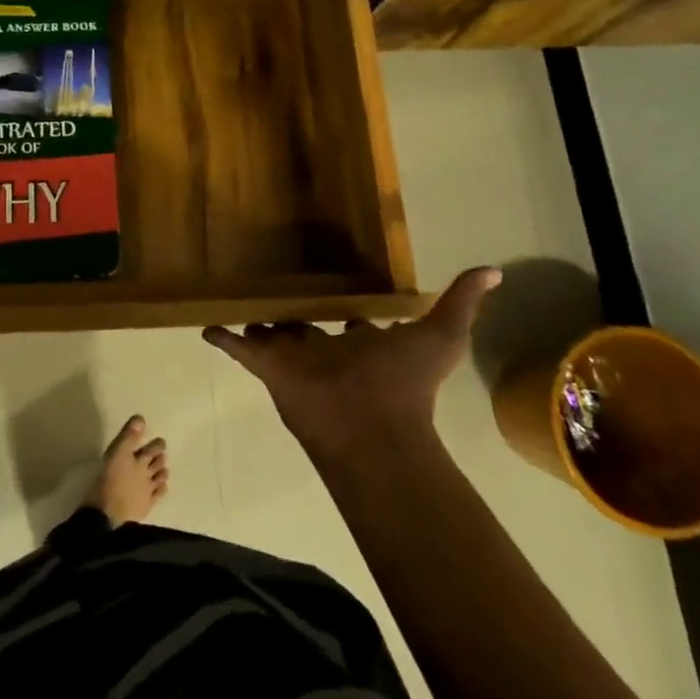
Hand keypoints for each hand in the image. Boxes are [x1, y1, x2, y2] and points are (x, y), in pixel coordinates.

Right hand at [204, 267, 499, 457]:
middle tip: (279, 288)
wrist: (370, 428)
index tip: (337, 288)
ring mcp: (294, 358)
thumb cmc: (404, 383)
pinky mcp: (267, 366)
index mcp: (362, 343)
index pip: (351, 322)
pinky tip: (205, 325)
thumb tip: (494, 270)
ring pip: (271, 335)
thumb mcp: (440, 336)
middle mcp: (326, 350)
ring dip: (258, 322)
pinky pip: (238, 348)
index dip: (347, 307)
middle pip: (307, 327)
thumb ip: (461, 303)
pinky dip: (222, 337)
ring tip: (239, 303)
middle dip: (295, 312)